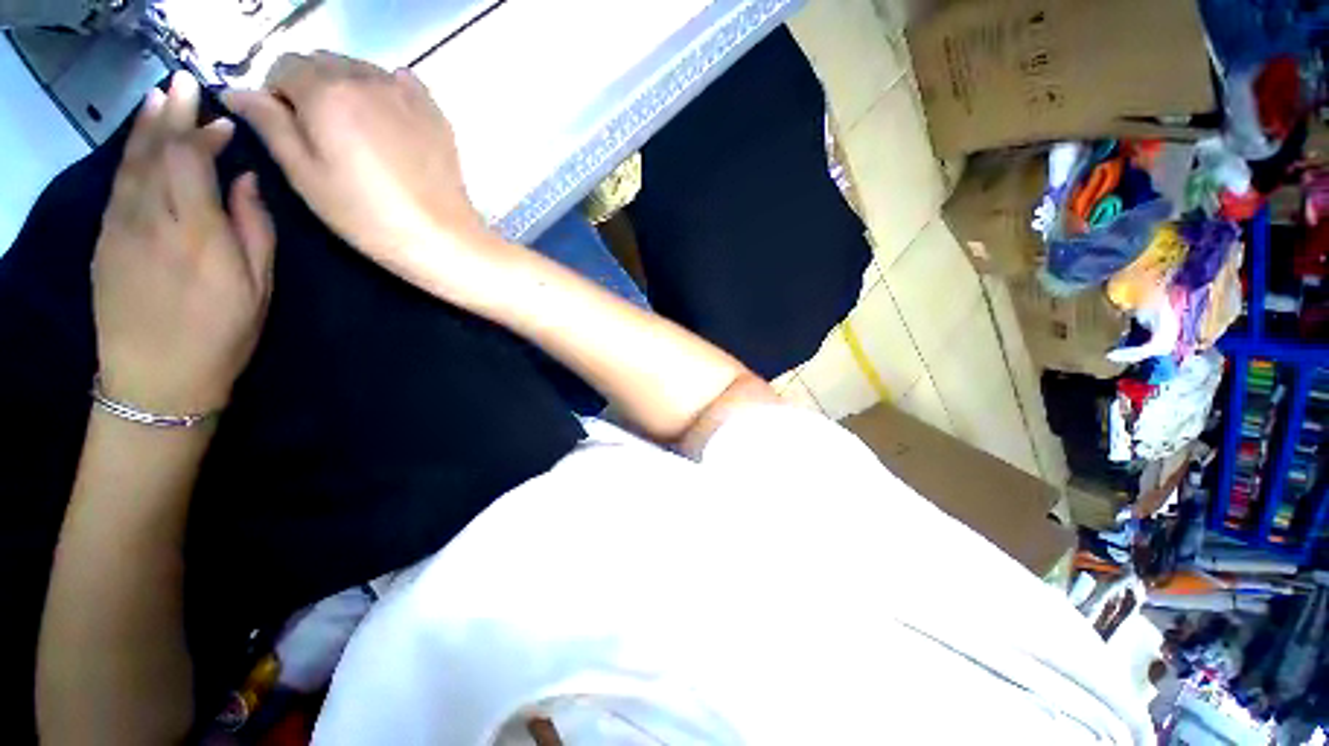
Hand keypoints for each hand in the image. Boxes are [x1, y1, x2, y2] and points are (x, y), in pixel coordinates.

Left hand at [94, 72, 276, 414]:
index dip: (204, 134)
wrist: (156, 381)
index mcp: (197, 234)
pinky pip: (117, 186)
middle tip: (183, 82)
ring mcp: (121, 229)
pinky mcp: (105, 242)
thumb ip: (253, 230)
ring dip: (144, 127)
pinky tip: (137, 143)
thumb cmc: (221, 336)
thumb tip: (245, 181)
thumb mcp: (257, 289)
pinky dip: (128, 157)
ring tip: (157, 97)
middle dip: (171, 114)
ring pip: (130, 164)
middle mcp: (153, 220)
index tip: (224, 123)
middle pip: (156, 153)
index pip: (191, 161)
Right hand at [224, 52, 497, 300]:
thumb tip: (236, 91)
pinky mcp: (435, 110)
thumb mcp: (305, 175)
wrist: (442, 237)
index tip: (287, 128)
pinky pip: (399, 84)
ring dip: (348, 89)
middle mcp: (366, 76)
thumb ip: (269, 124)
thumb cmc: (367, 215)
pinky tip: (390, 127)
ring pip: (360, 70)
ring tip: (359, 136)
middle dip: (310, 89)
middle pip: (322, 63)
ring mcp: (406, 92)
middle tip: (323, 136)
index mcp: (326, 90)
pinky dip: (385, 94)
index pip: (283, 66)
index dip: (277, 94)